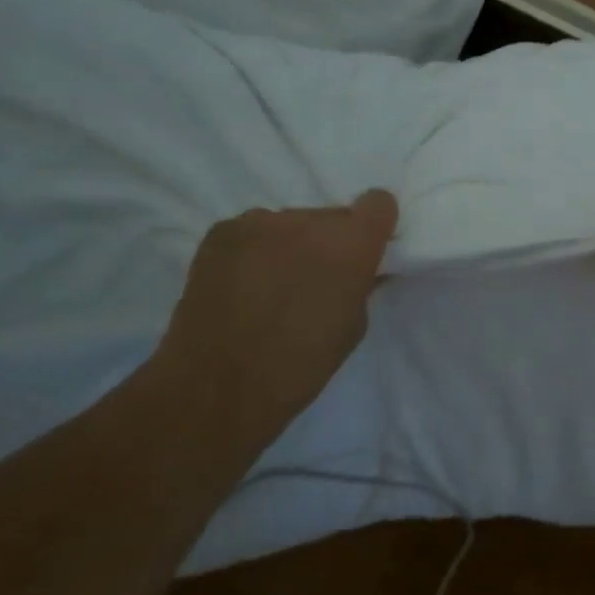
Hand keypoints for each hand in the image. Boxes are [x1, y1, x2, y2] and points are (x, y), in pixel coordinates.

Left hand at [156, 191, 398, 436]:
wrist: (216, 390)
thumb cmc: (299, 367)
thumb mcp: (353, 326)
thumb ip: (362, 284)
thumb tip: (362, 270)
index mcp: (351, 243)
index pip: (378, 203)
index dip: (374, 226)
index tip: (366, 250)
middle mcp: (309, 220)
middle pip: (331, 216)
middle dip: (328, 242)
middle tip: (312, 280)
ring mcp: (260, 222)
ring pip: (290, 224)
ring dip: (290, 246)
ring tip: (270, 288)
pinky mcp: (221, 232)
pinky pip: (252, 232)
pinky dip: (254, 251)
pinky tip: (241, 286)